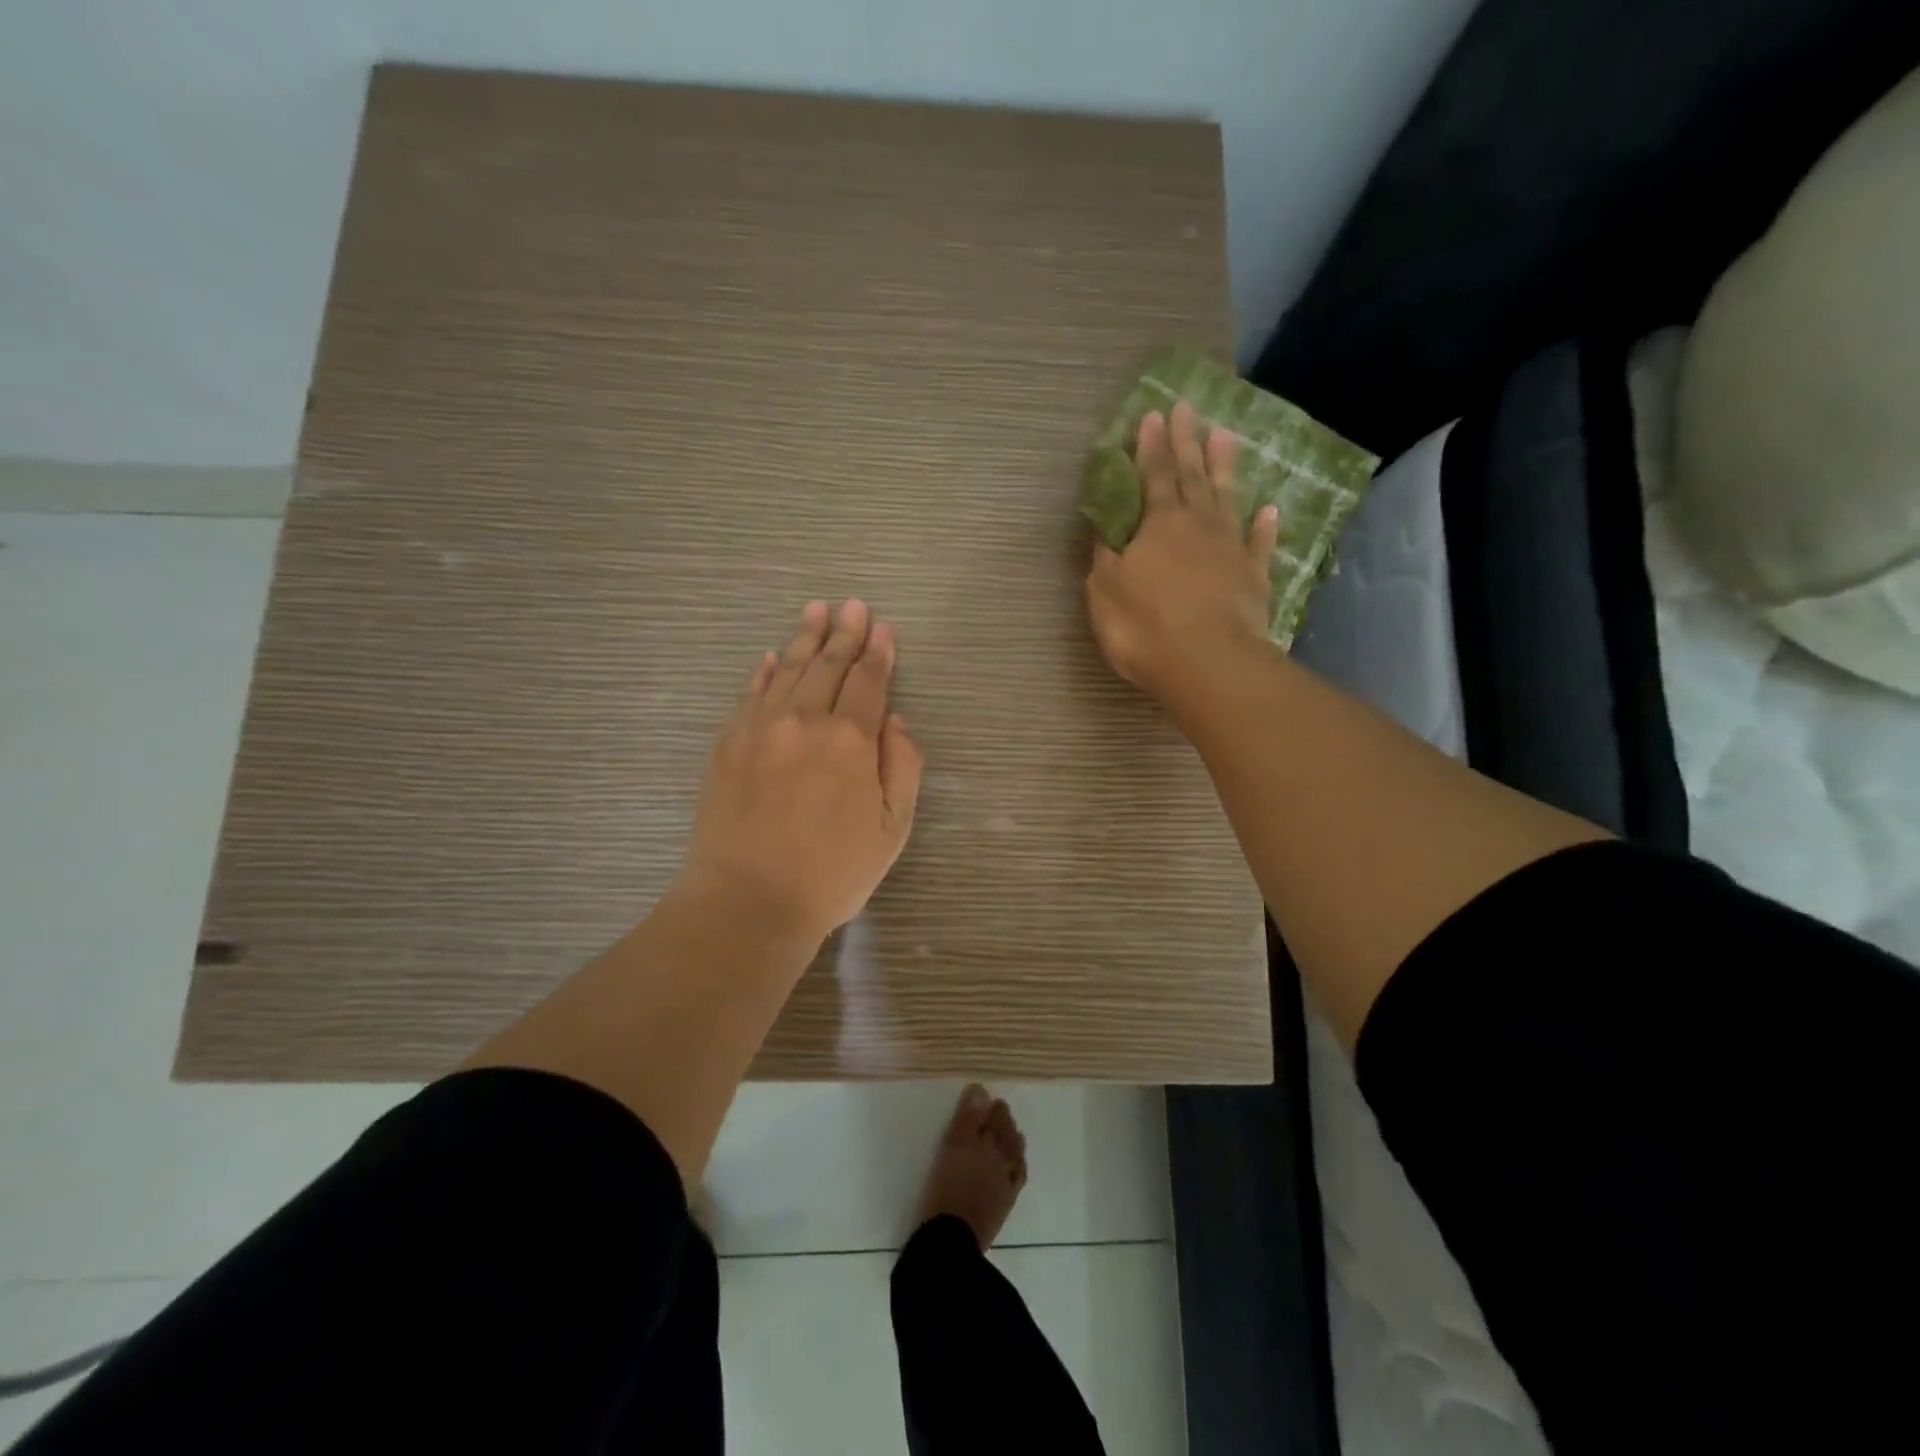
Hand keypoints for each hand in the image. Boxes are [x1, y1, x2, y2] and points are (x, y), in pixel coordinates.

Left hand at [681, 599, 923, 940]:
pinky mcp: (728, 744)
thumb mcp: (892, 828)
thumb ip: (903, 765)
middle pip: (828, 666)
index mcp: (851, 740)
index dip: (879, 653)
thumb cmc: (832, 873)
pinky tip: (773, 657)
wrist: (748, 901)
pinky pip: (751, 693)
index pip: (869, 681)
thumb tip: (897, 719)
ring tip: (815, 610)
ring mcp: (760, 728)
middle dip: (844, 633)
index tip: (883, 628)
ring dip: (805, 638)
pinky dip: (765, 671)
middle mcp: (805, 721)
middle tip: (853, 606)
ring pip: (788, 670)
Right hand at [1085, 401, 1279, 703]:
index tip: (1153, 415)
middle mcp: (1198, 525)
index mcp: (1158, 525)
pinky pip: (1260, 544)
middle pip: (1192, 475)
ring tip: (1226, 436)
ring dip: (1225, 467)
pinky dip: (1264, 526)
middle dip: (1187, 441)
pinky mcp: (1254, 577)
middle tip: (1188, 408)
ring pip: (1227, 498)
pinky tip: (1270, 509)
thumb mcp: (1105, 590)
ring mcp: (1231, 549)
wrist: (1206, 661)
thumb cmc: (1144, 625)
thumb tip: (1106, 529)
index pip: (1153, 475)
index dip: (1150, 446)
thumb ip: (1106, 556)